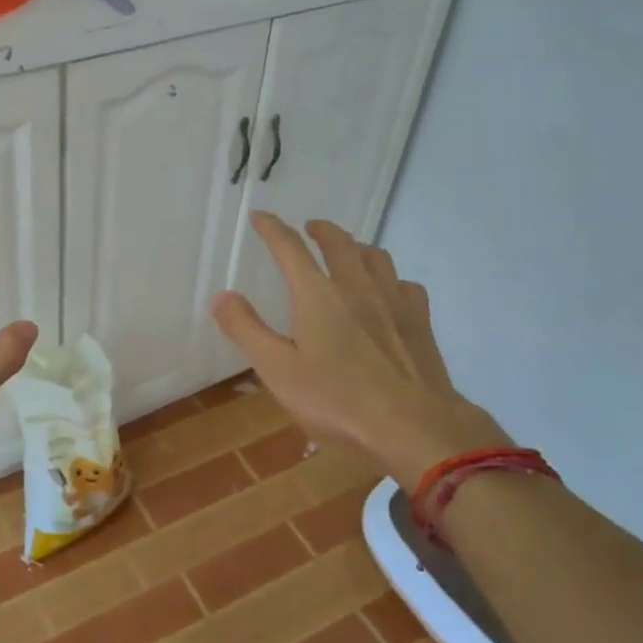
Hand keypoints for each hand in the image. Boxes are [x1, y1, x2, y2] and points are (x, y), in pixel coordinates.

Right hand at [211, 213, 512, 487]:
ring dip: (356, 247)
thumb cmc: (338, 399)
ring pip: (375, 257)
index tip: (260, 216)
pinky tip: (389, 291)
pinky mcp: (420, 322)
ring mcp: (394, 301)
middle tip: (309, 227)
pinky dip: (390, 278)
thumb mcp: (278, 370)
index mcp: (318, 295)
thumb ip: (247, 330)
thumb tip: (221, 296)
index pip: (290, 249)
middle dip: (321, 230)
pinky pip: (404, 284)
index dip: (272, 229)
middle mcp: (357, 287)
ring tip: (348, 251)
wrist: (415, 425)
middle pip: (339, 243)